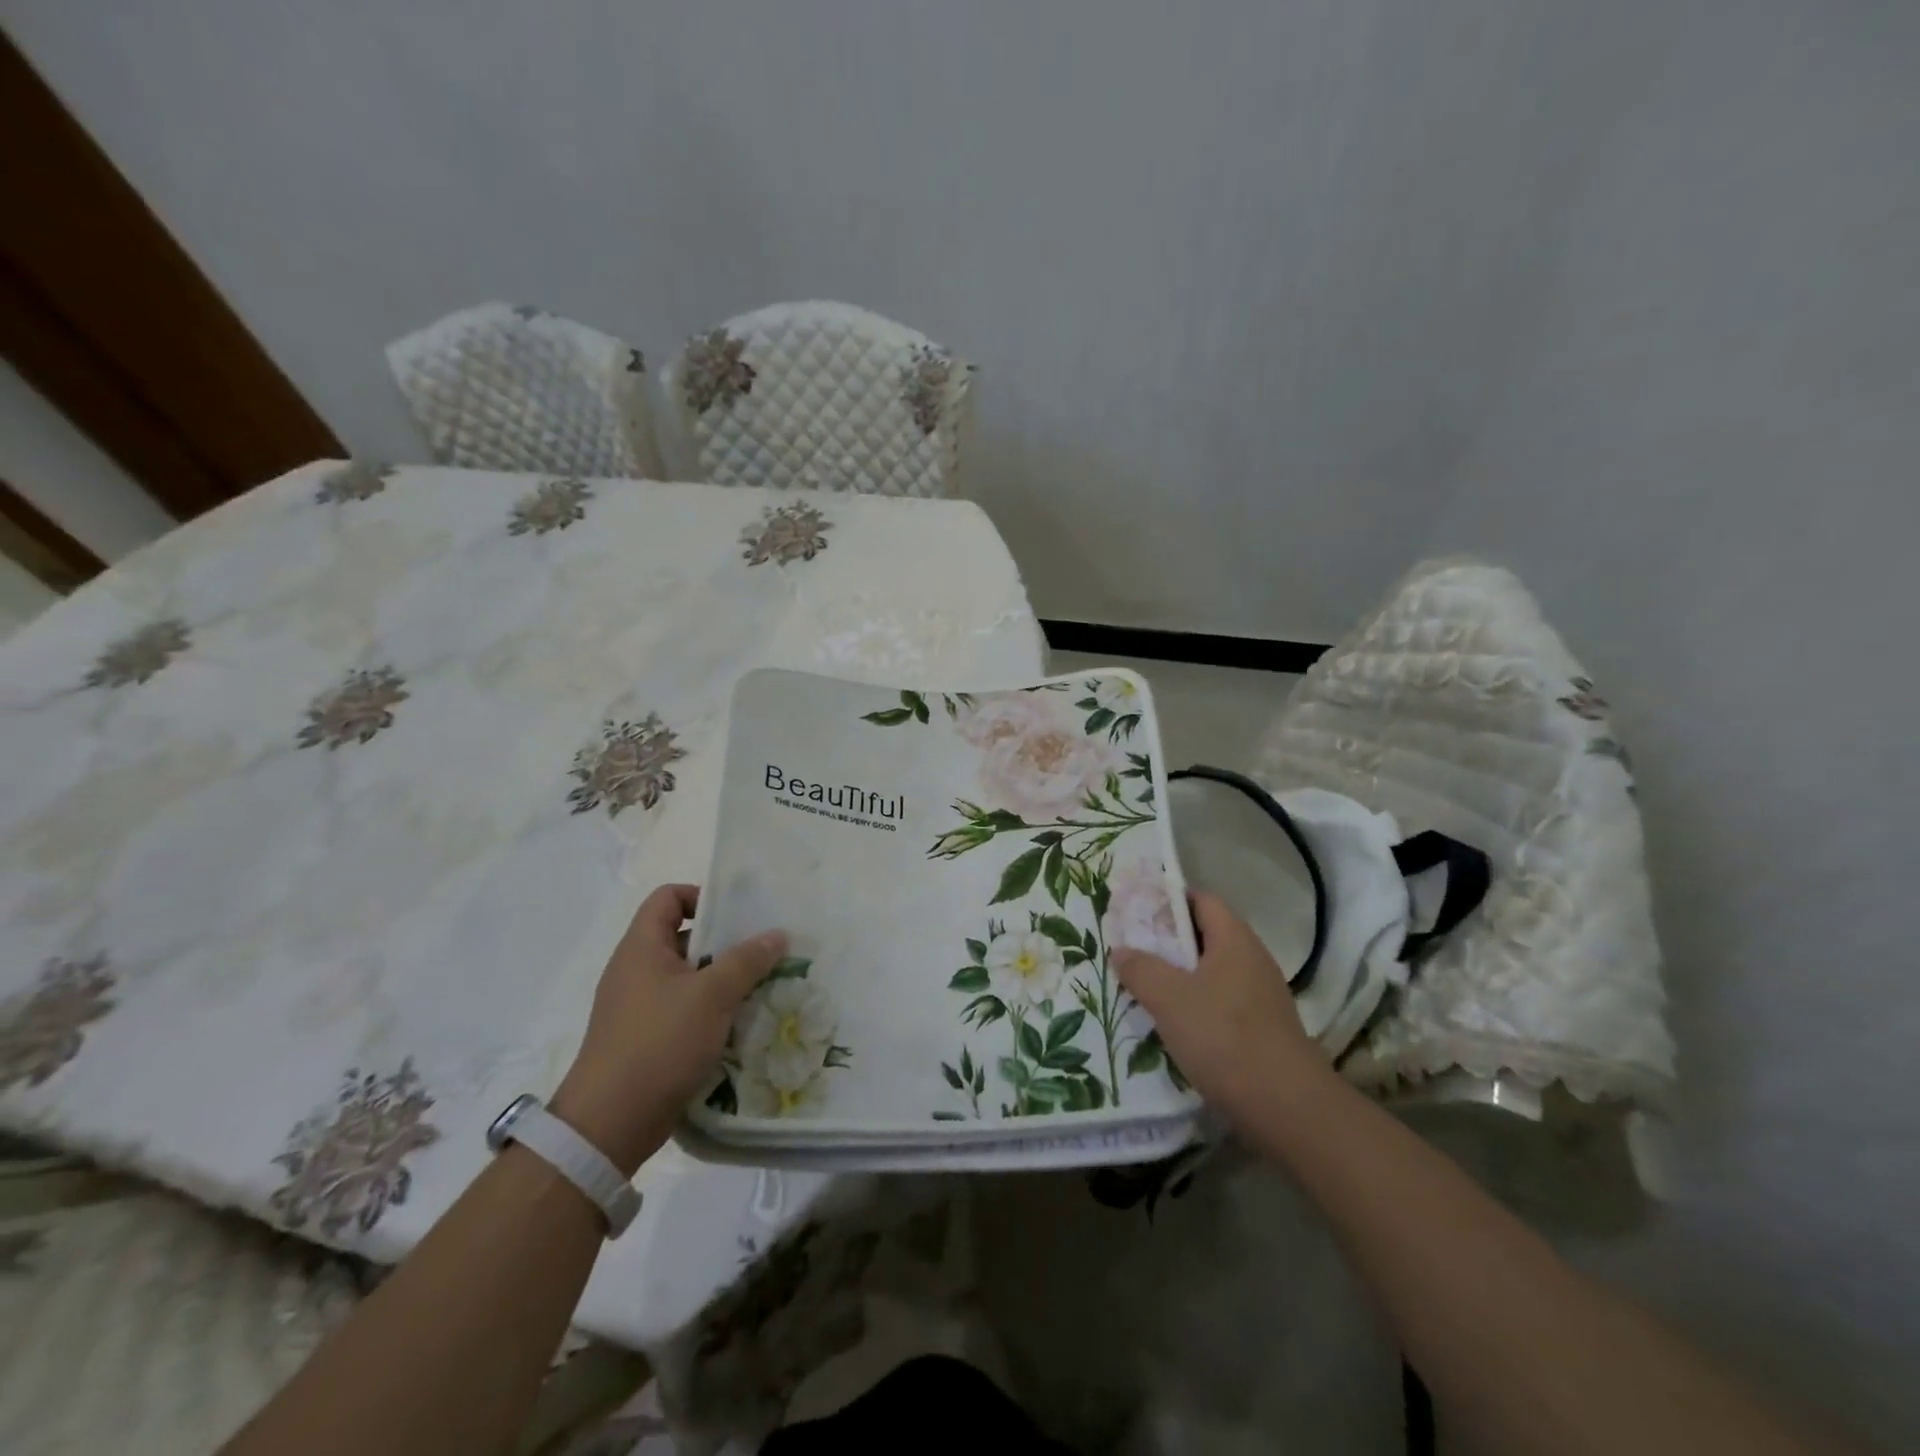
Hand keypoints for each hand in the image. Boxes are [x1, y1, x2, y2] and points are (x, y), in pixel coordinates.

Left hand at [552, 884, 785, 1174]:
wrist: (610, 1123)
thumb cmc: (659, 1042)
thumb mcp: (712, 995)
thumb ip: (747, 960)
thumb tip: (778, 934)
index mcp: (642, 947)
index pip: (668, 897)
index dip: (701, 896)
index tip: (737, 917)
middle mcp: (637, 970)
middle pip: (685, 937)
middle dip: (726, 943)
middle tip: (764, 952)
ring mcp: (640, 1006)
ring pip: (690, 977)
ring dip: (724, 980)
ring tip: (762, 987)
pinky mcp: (648, 1038)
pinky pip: (686, 1010)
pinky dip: (712, 1011)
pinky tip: (741, 1023)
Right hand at [1114, 890, 1335, 1130]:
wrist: (1287, 1108)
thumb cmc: (1225, 1037)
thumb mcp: (1170, 998)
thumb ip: (1141, 969)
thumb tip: (1121, 949)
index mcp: (1234, 939)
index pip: (1201, 900)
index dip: (1168, 899)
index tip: (1135, 910)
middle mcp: (1252, 960)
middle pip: (1204, 936)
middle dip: (1166, 941)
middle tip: (1130, 949)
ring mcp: (1260, 996)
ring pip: (1210, 973)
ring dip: (1178, 978)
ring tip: (1142, 987)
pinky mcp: (1262, 1030)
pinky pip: (1220, 1003)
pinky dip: (1194, 1007)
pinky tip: (1171, 1026)